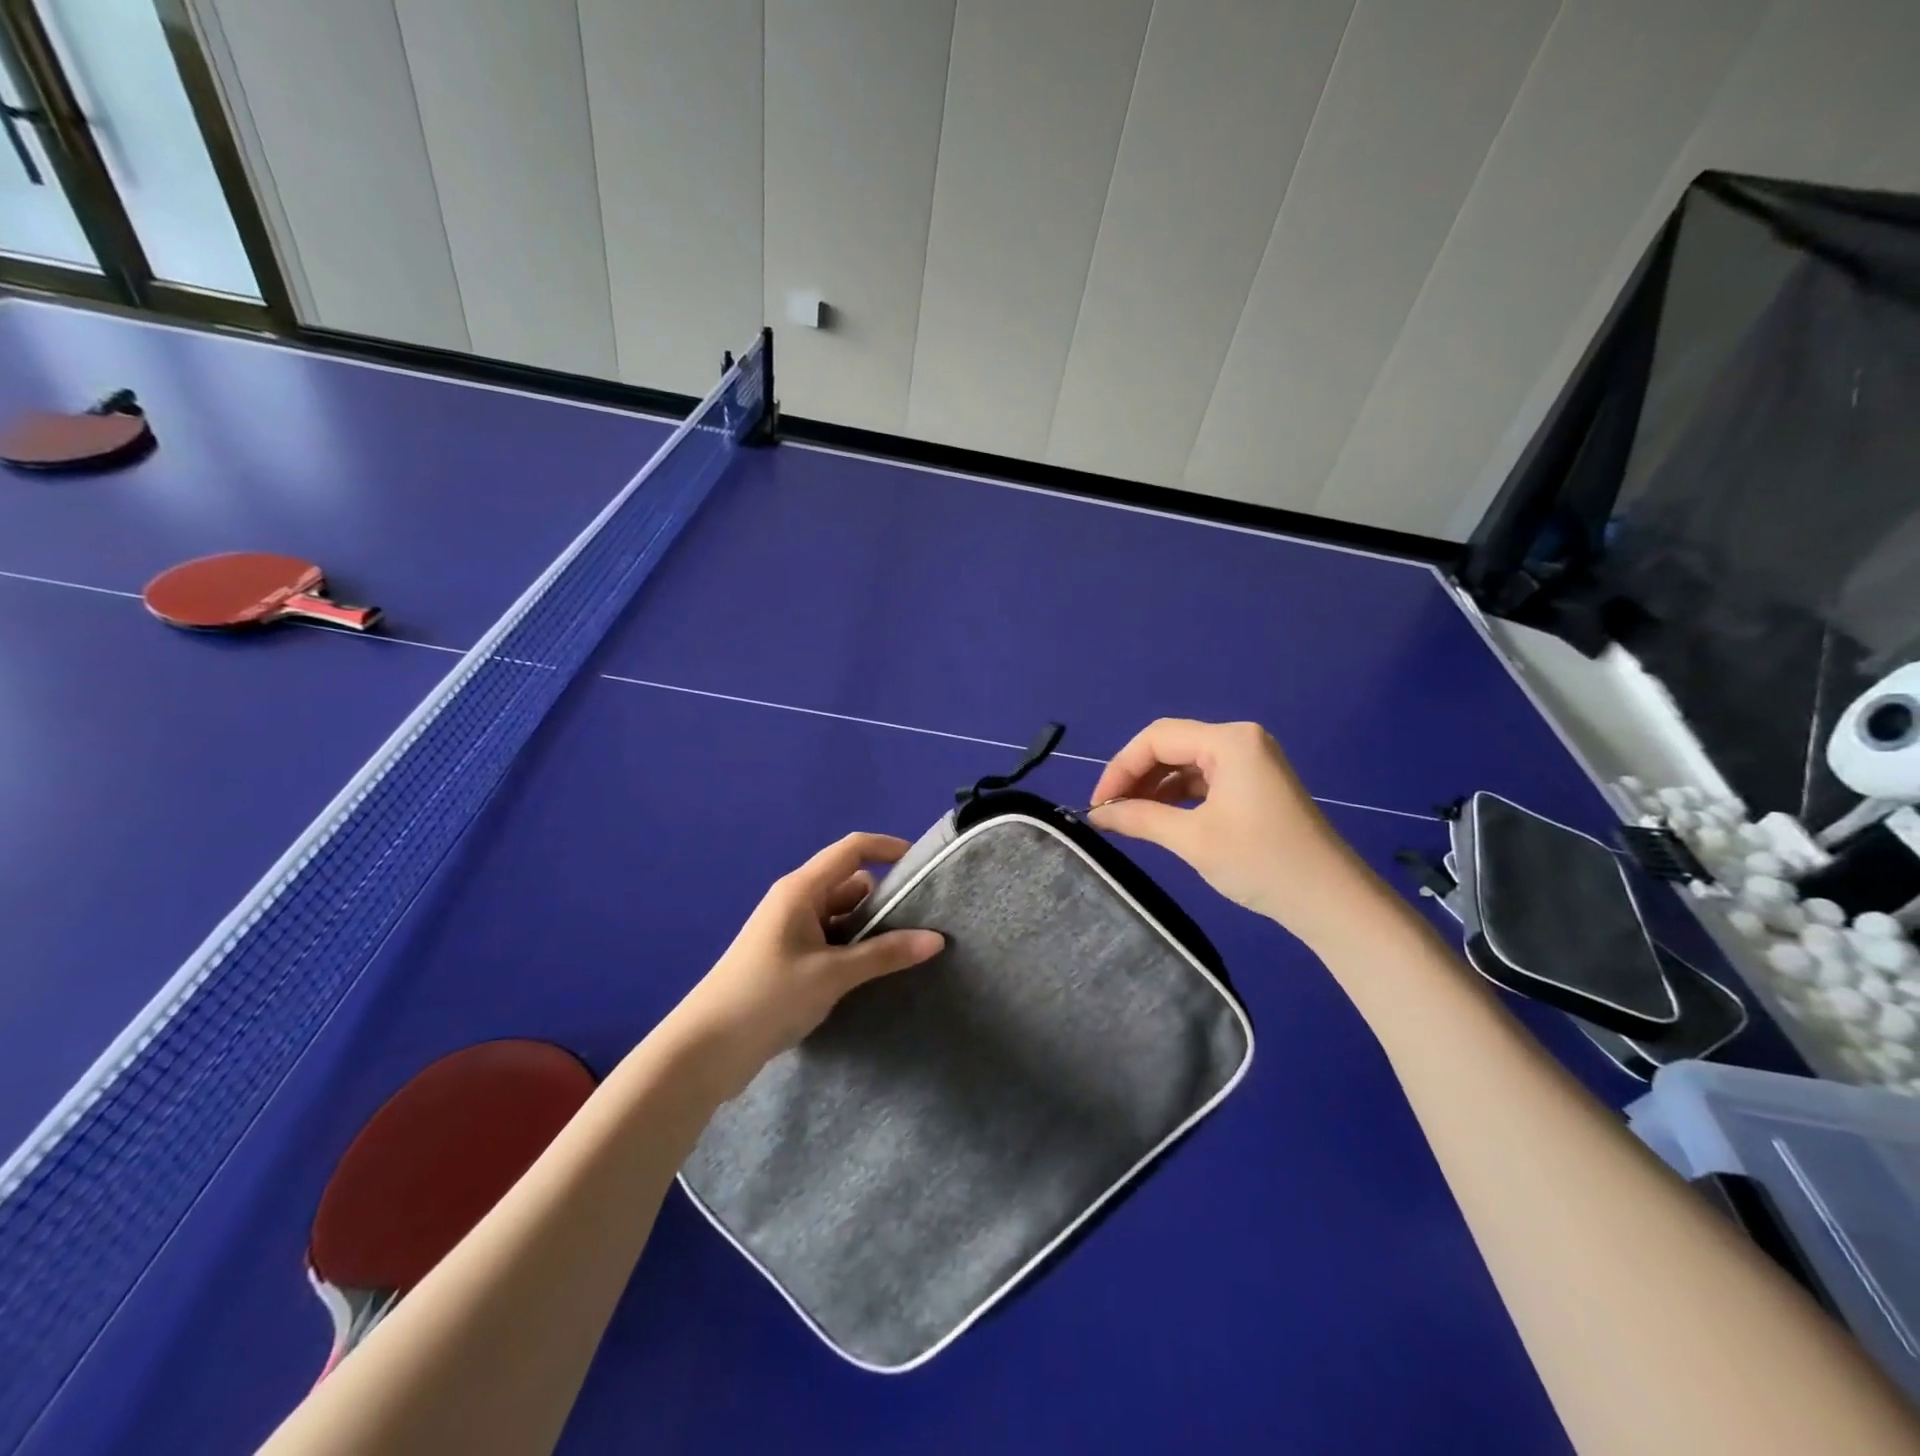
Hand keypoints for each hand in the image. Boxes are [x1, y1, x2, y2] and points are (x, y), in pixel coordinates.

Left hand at [672, 833, 943, 1096]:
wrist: (706, 1049)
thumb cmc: (768, 996)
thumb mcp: (832, 974)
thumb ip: (885, 954)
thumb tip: (936, 939)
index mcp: (801, 889)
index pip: (853, 850)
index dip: (889, 848)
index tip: (923, 866)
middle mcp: (796, 901)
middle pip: (851, 884)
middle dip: (885, 900)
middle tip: (924, 924)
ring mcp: (791, 931)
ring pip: (843, 916)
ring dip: (870, 931)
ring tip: (907, 953)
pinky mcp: (789, 959)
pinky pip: (831, 941)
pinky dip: (853, 950)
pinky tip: (874, 975)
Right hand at [1087, 719, 1375, 942]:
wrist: (1330, 901)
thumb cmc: (1261, 862)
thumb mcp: (1192, 839)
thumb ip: (1139, 818)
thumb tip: (1095, 814)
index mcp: (1230, 740)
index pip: (1157, 738)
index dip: (1121, 767)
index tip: (1098, 803)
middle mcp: (1240, 740)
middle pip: (1171, 746)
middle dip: (1136, 776)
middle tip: (1108, 811)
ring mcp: (1250, 761)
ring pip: (1185, 764)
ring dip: (1154, 787)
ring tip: (1127, 817)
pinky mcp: (1254, 784)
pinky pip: (1203, 779)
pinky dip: (1176, 796)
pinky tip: (1157, 818)